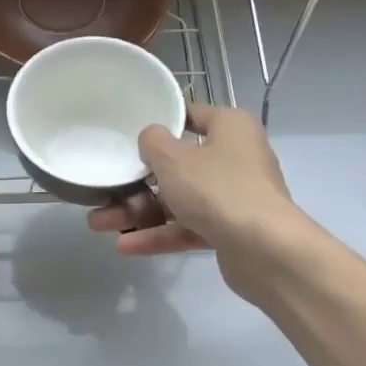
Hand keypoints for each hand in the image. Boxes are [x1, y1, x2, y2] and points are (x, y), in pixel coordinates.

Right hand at [88, 102, 301, 303]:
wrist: (266, 251)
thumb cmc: (218, 189)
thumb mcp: (174, 159)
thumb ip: (153, 142)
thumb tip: (151, 137)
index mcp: (230, 128)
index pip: (191, 114)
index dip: (160, 121)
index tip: (128, 130)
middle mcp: (236, 157)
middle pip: (178, 164)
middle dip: (137, 181)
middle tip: (104, 188)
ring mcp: (234, 196)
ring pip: (179, 200)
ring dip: (139, 211)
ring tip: (99, 223)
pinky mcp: (230, 230)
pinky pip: (187, 227)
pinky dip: (159, 234)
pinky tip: (125, 245)